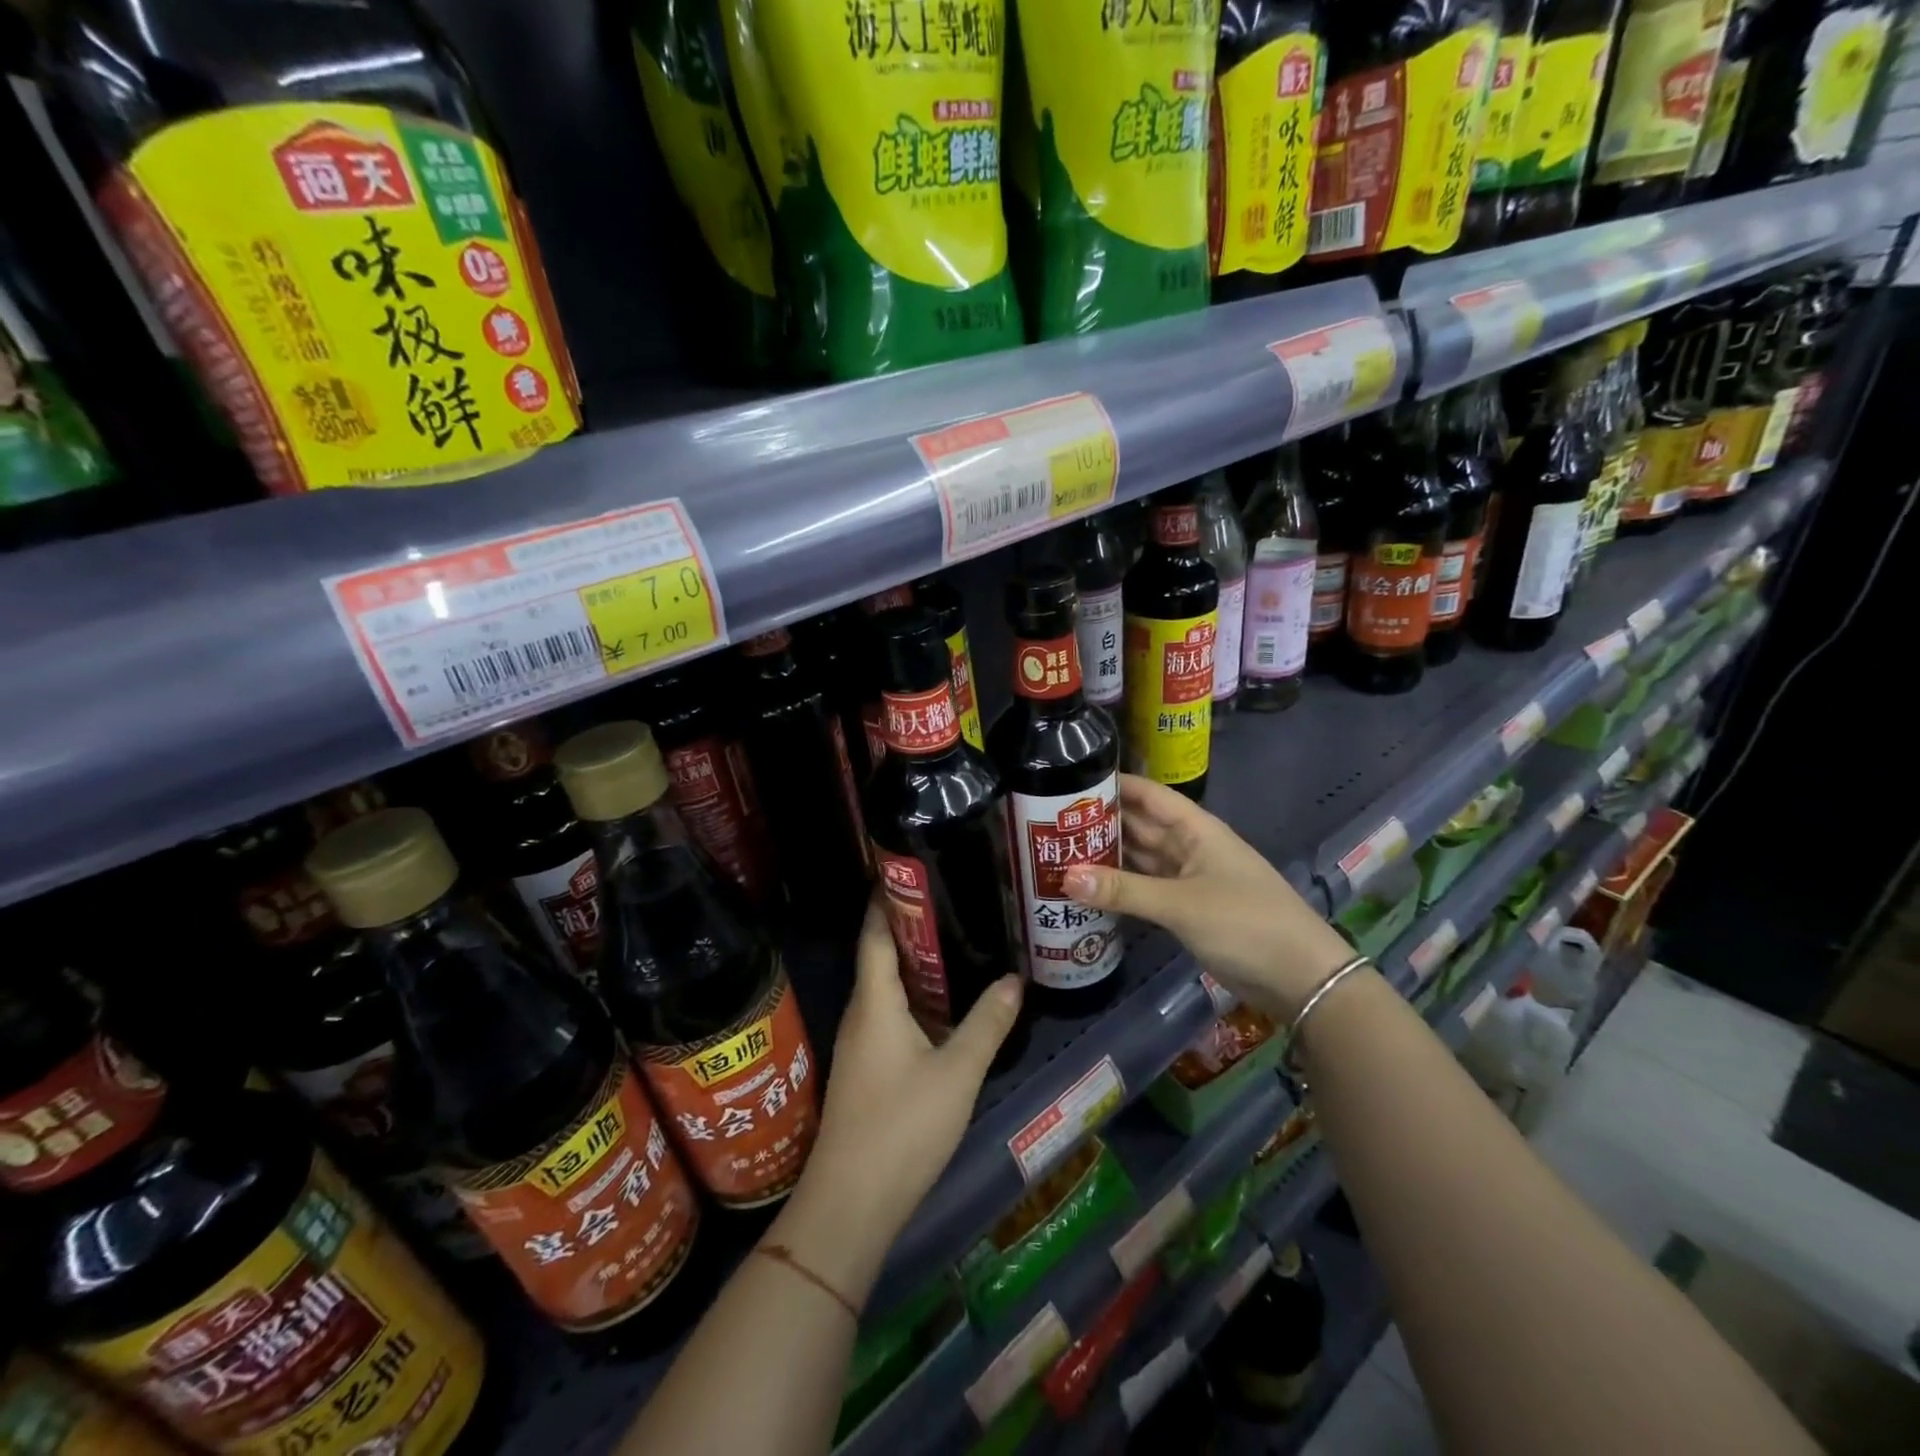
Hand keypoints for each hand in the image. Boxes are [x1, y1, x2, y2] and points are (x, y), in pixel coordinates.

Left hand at [776, 894, 1022, 1303]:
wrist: (850, 1204)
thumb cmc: (902, 1126)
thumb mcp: (957, 1072)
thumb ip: (987, 1024)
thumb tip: (1013, 979)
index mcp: (875, 1000)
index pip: (876, 931)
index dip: (889, 896)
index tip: (912, 867)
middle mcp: (862, 1012)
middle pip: (882, 953)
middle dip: (913, 925)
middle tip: (955, 899)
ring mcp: (861, 1042)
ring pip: (888, 987)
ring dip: (918, 964)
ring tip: (959, 942)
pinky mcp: (867, 1068)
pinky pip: (892, 1014)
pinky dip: (917, 998)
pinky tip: (946, 1005)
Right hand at [1062, 773, 1352, 1019]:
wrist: (1300, 978)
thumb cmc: (1245, 923)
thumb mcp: (1180, 904)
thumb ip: (1122, 891)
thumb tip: (1064, 877)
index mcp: (1196, 829)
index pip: (1148, 794)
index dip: (1114, 784)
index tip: (1070, 780)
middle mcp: (1190, 847)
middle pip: (1140, 826)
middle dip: (1101, 822)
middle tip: (1049, 821)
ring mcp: (1189, 879)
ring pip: (1141, 859)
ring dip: (1107, 856)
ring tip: (1058, 851)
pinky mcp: (1187, 909)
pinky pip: (1146, 888)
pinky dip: (1120, 887)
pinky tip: (1088, 888)